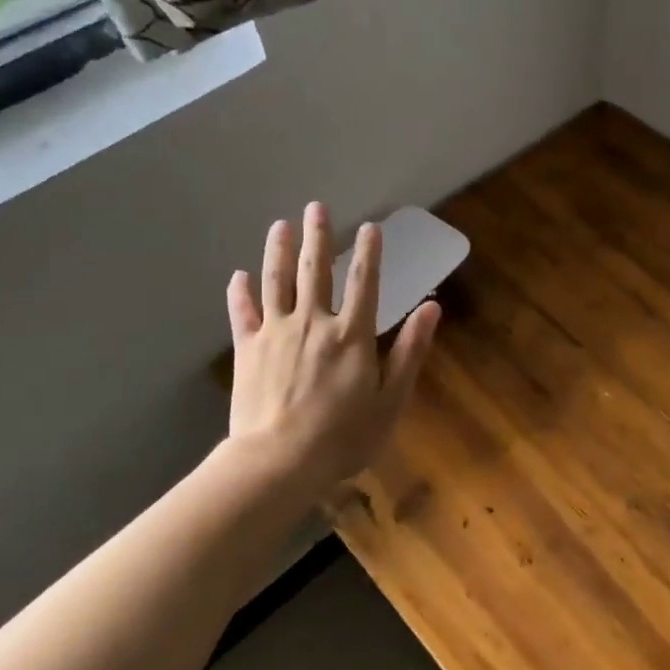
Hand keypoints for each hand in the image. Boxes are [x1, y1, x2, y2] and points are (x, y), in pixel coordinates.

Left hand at [228, 202, 440, 490]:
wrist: (279, 462)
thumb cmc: (344, 436)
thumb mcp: (391, 399)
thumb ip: (410, 350)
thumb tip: (431, 307)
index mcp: (352, 335)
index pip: (364, 282)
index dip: (369, 253)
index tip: (370, 227)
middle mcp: (313, 322)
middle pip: (314, 270)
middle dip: (317, 236)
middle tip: (315, 207)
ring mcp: (276, 333)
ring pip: (276, 281)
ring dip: (278, 250)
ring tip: (280, 225)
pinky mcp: (247, 349)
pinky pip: (242, 313)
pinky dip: (240, 292)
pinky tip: (239, 275)